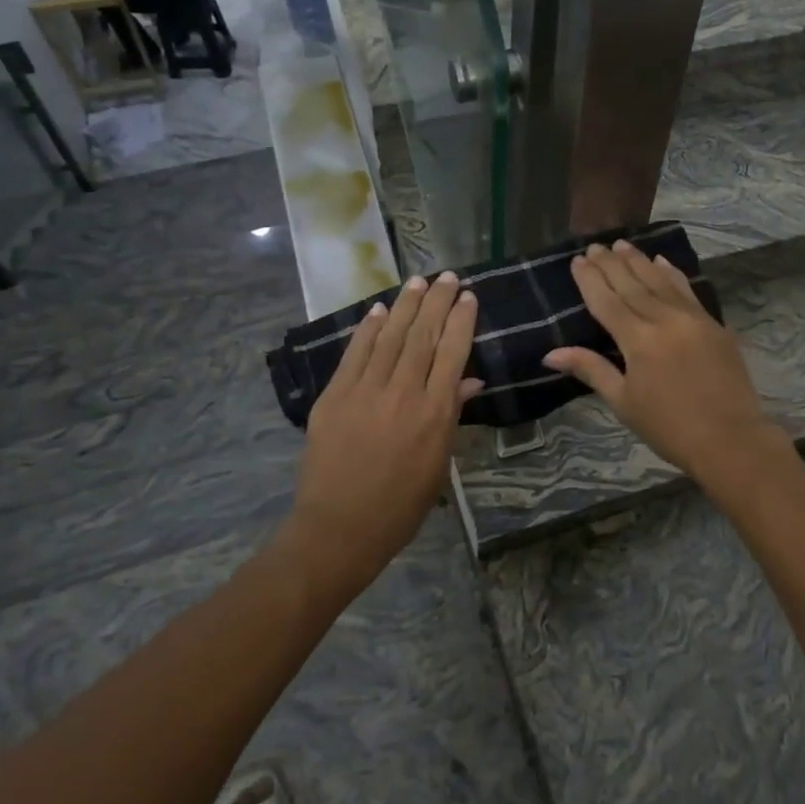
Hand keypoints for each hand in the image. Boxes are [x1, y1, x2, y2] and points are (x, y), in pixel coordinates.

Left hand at [282, 273, 481, 598]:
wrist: (340, 527)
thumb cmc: (401, 505)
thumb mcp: (439, 463)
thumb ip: (452, 415)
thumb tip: (469, 378)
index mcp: (435, 413)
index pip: (452, 353)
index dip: (461, 320)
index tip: (468, 296)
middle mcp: (403, 393)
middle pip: (423, 336)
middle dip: (437, 302)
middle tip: (447, 276)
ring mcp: (365, 391)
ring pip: (390, 337)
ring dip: (405, 306)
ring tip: (418, 281)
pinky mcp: (335, 396)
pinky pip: (355, 353)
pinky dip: (367, 329)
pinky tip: (378, 310)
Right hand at [544, 241, 786, 486]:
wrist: (730, 439)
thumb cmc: (669, 427)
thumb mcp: (623, 402)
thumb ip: (591, 370)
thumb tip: (550, 354)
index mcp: (638, 341)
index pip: (607, 302)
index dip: (590, 280)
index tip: (578, 260)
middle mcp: (664, 320)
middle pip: (632, 285)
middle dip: (611, 264)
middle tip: (596, 245)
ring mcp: (692, 319)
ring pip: (660, 281)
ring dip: (639, 261)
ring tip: (622, 244)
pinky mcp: (713, 324)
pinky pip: (688, 290)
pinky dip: (673, 274)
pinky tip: (662, 261)